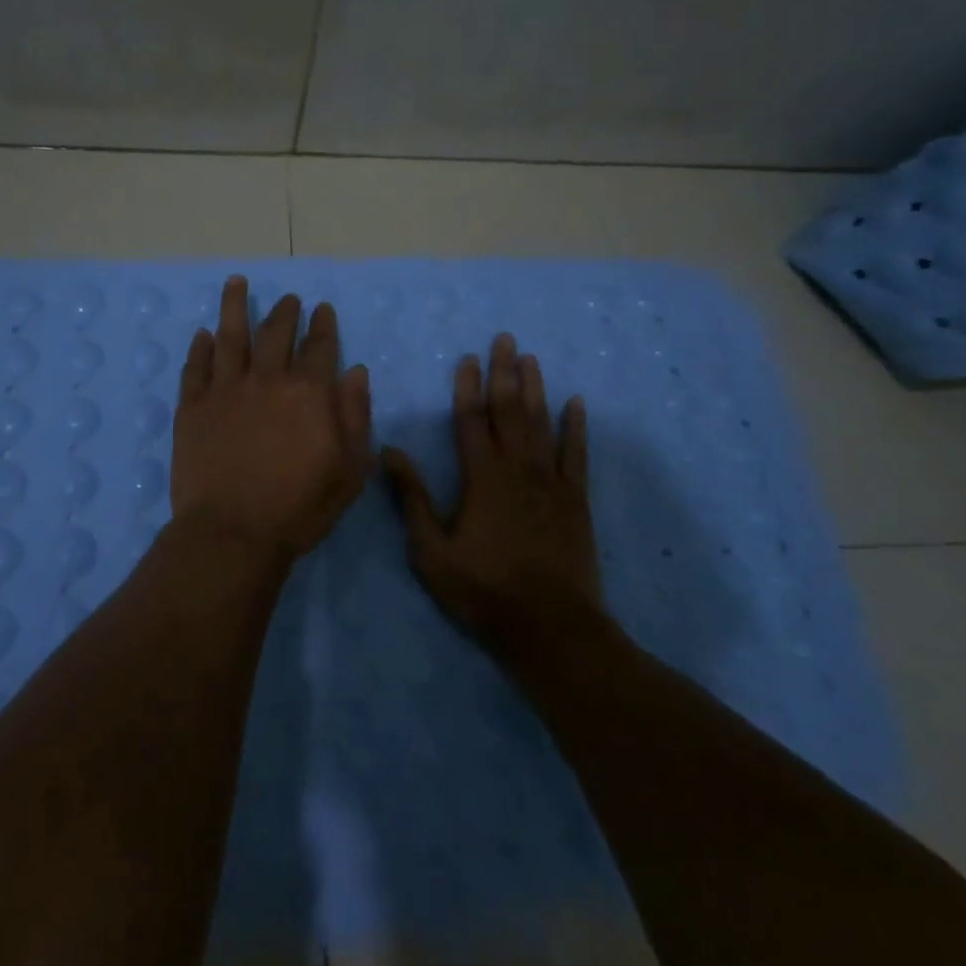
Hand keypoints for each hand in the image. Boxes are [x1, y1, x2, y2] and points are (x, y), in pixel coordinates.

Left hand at [171, 276, 372, 565]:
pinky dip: (200, 347)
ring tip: (235, 282)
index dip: (323, 325)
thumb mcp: (350, 469)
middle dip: (284, 311)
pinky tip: (203, 334)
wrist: (233, 532)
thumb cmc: (299, 507)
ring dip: (234, 306)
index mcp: (308, 392)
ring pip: (230, 336)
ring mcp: (225, 390)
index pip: (319, 346)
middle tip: (288, 299)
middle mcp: (266, 379)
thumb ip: (356, 416)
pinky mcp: (192, 407)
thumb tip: (357, 372)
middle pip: (275, 333)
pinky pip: (196, 367)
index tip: (322, 308)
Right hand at [383, 333, 603, 663]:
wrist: (549, 627)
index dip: (467, 387)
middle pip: (508, 410)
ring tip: (531, 358)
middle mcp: (516, 468)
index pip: (470, 419)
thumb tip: (388, 451)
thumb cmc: (483, 590)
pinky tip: (576, 404)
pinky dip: (576, 427)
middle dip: (504, 372)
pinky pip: (576, 454)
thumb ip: (411, 497)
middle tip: (505, 339)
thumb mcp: (431, 550)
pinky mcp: (575, 499)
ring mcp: (550, 481)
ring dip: (535, 389)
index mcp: (480, 476)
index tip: (467, 358)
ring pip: (541, 423)